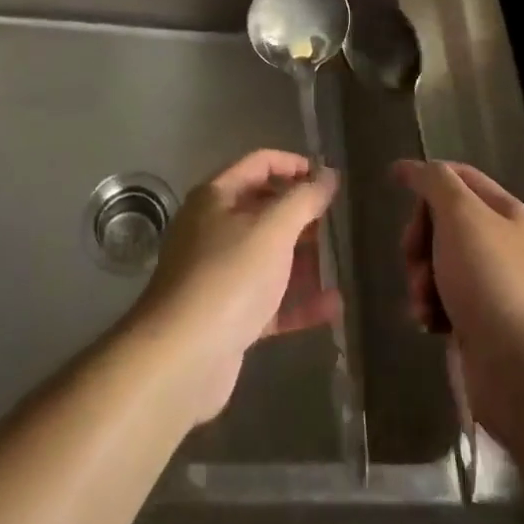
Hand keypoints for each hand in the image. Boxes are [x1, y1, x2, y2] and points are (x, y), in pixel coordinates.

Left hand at [130, 150, 339, 425]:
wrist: (182, 359)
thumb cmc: (229, 276)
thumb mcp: (272, 229)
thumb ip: (304, 199)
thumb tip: (330, 174)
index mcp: (216, 197)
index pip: (260, 164)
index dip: (295, 165)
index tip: (329, 179)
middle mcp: (213, 229)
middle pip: (264, 210)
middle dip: (302, 215)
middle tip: (338, 222)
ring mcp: (219, 275)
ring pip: (268, 257)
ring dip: (304, 259)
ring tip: (341, 261)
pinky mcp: (228, 317)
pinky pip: (269, 300)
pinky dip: (298, 301)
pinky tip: (333, 306)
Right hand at [392, 160, 523, 428]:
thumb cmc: (492, 281)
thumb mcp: (461, 215)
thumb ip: (434, 182)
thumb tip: (410, 167)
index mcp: (507, 214)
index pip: (460, 177)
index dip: (427, 177)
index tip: (392, 183)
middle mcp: (503, 246)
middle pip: (444, 222)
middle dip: (420, 238)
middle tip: (413, 258)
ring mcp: (494, 289)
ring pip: (440, 265)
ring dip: (421, 279)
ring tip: (423, 302)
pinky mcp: (483, 328)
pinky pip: (445, 304)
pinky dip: (431, 309)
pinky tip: (429, 324)